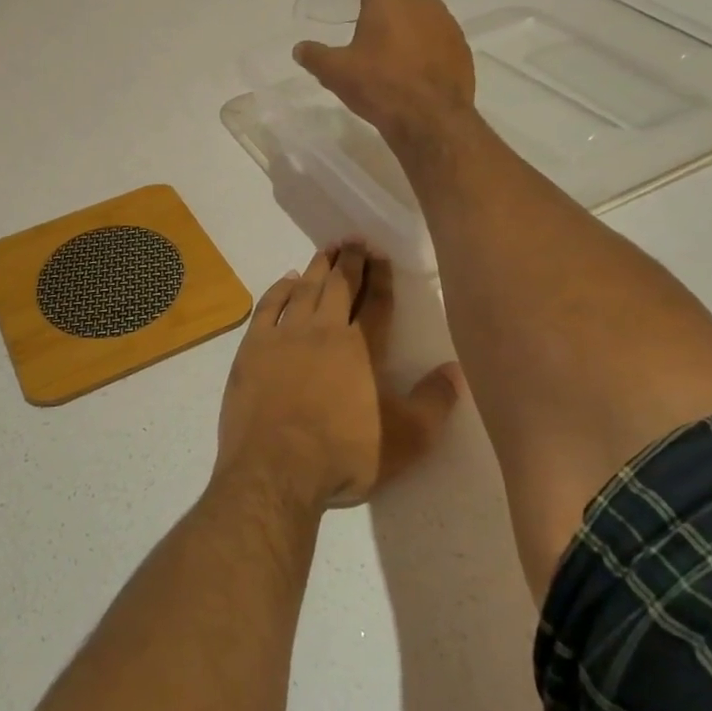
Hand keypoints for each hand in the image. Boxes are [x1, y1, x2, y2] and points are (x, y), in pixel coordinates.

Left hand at [216, 242, 459, 511]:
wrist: (276, 469)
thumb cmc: (344, 455)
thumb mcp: (407, 439)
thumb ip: (434, 402)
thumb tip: (458, 369)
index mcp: (362, 349)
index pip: (377, 303)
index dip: (381, 277)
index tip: (381, 255)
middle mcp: (324, 331)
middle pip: (340, 286)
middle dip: (350, 261)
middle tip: (355, 241)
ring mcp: (285, 336)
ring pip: (306, 289)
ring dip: (318, 267)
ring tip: (328, 250)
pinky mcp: (254, 347)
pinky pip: (269, 306)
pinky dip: (280, 288)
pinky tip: (288, 279)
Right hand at [292, 0, 475, 148]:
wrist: (431, 118)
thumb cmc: (380, 86)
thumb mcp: (336, 73)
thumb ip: (315, 56)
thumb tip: (300, 48)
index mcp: (388, 0)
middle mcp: (421, 3)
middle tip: (369, 19)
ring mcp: (446, 24)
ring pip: (424, 9)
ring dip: (407, 18)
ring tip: (393, 42)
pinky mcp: (461, 47)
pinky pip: (439, 32)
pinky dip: (425, 38)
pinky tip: (415, 62)